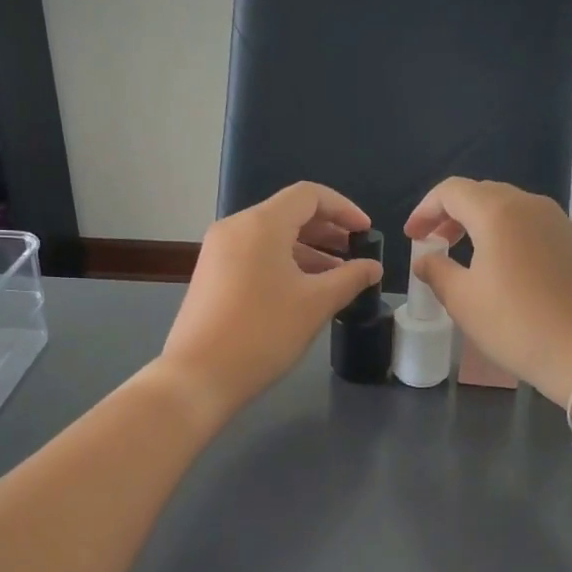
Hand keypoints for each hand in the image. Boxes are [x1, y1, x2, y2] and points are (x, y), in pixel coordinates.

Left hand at [155, 182, 382, 421]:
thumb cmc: (263, 333)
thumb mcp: (316, 304)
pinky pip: (255, 255)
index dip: (344, 208)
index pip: (309, 195)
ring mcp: (218, 251)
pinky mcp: (211, 274)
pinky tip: (303, 290)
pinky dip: (284, 263)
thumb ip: (350, 278)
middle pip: (288, 213)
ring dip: (307, 250)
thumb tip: (373, 267)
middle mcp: (235, 227)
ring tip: (337, 276)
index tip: (366, 232)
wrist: (198, 376)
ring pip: (271, 236)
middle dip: (327, 230)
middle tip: (355, 253)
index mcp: (260, 224)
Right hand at [405, 178, 571, 405]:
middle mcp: (533, 206)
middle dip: (453, 214)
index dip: (425, 209)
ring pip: (514, 211)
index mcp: (498, 212)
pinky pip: (538, 230)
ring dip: (485, 226)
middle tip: (437, 242)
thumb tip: (426, 259)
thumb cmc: (518, 325)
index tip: (412, 236)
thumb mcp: (464, 302)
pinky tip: (512, 273)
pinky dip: (514, 239)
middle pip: (484, 195)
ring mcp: (563, 224)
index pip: (452, 191)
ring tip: (471, 257)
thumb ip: (437, 272)